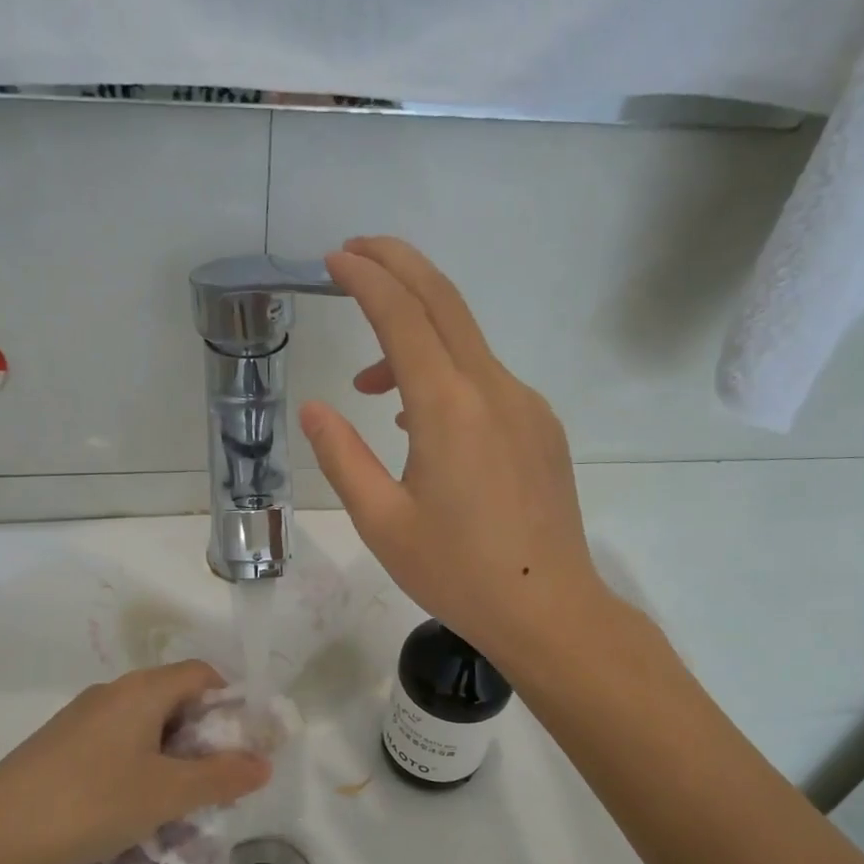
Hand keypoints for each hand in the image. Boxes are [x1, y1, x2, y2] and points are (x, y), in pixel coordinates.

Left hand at [0, 660, 271, 863]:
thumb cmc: (90, 803)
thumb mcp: (166, 794)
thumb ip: (220, 777)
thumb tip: (264, 763)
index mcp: (142, 690)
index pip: (203, 674)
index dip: (232, 702)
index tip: (244, 744)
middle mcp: (112, 692)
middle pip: (175, 696)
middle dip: (203, 733)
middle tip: (216, 777)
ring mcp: (81, 717)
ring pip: (145, 721)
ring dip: (171, 751)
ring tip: (176, 796)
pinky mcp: (60, 743)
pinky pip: (116, 739)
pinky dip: (139, 760)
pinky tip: (131, 801)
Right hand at [300, 236, 607, 664]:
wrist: (548, 610)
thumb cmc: (457, 573)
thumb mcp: (382, 522)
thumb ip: (342, 457)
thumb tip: (314, 409)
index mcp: (448, 408)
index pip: (404, 316)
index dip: (367, 277)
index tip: (335, 258)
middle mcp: (494, 390)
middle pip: (445, 302)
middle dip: (399, 266)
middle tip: (355, 254)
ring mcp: (527, 406)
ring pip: (465, 345)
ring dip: (415, 340)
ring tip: (370, 385)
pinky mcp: (542, 429)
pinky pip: (486, 381)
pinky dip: (445, 377)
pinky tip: (421, 422)